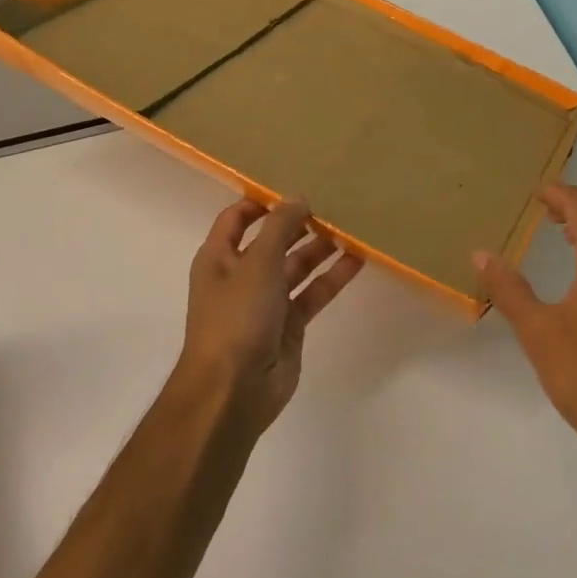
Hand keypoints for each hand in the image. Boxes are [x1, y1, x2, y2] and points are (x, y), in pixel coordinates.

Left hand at [178, 198, 363, 431]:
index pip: (237, 219)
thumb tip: (298, 197)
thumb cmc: (237, 317)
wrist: (234, 388)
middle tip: (332, 205)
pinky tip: (357, 260)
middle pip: (272, 241)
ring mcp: (266, 302)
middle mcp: (241, 276)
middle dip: (298, 224)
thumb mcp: (257, 262)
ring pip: (296, 267)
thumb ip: (280, 227)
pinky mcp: (289, 325)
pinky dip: (332, 278)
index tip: (294, 189)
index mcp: (219, 257)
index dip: (261, 202)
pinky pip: (312, 294)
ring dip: (319, 249)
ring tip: (351, 228)